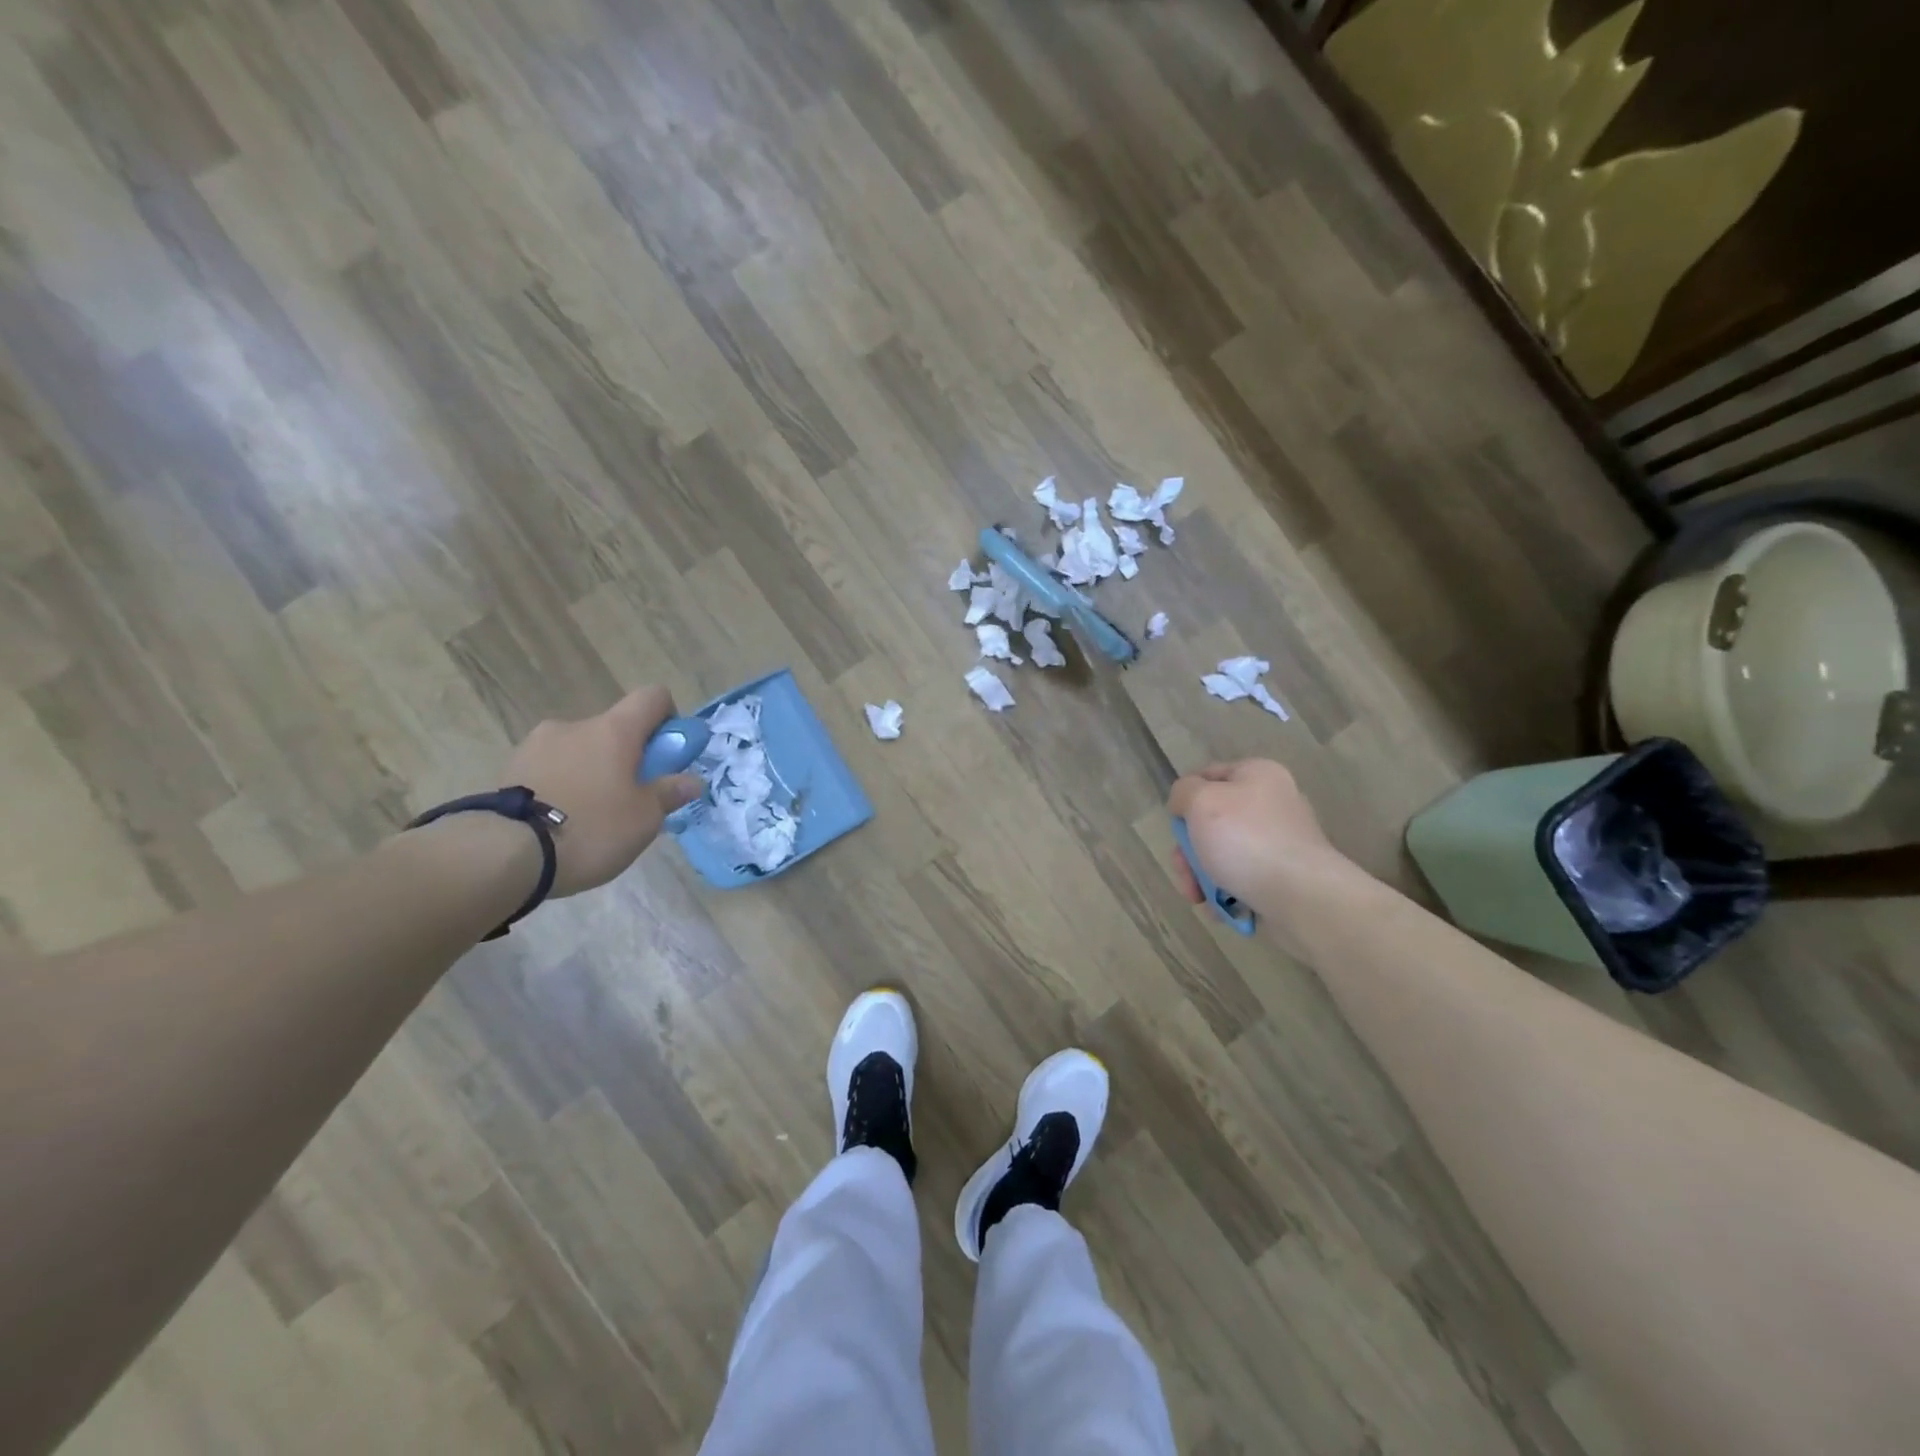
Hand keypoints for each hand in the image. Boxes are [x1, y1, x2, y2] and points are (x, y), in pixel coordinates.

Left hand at [503, 687, 704, 896]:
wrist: (503, 853)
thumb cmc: (591, 828)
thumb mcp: (644, 818)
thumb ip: (669, 793)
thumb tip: (691, 781)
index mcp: (614, 730)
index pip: (652, 697)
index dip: (668, 717)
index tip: (668, 752)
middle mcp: (575, 725)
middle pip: (613, 729)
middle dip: (626, 757)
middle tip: (629, 799)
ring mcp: (536, 744)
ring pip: (579, 750)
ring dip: (590, 771)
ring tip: (589, 818)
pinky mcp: (508, 768)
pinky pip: (549, 769)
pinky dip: (561, 786)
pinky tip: (559, 822)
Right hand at [1167, 759, 1350, 910]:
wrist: (1301, 897)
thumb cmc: (1246, 840)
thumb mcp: (1201, 801)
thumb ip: (1183, 791)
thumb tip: (1185, 803)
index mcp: (1258, 774)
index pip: (1207, 776)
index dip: (1185, 799)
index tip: (1176, 826)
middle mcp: (1272, 802)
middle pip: (1212, 821)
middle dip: (1190, 850)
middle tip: (1185, 871)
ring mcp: (1280, 841)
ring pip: (1223, 852)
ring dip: (1203, 875)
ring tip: (1199, 897)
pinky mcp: (1284, 874)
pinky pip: (1243, 877)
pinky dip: (1227, 891)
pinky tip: (1222, 906)